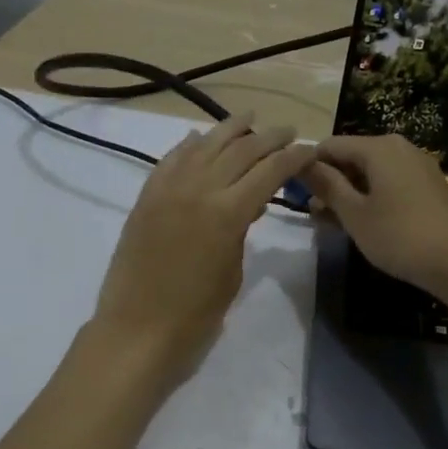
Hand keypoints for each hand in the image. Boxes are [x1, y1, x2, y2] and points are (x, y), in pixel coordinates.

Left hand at [92, 113, 312, 381]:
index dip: (293, 157)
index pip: (269, 171)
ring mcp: (167, 190)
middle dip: (268, 138)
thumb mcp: (232, 272)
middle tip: (288, 131)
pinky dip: (188, 146)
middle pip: (240, 151)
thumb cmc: (195, 315)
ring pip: (203, 146)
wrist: (137, 329)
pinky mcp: (145, 198)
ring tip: (248, 119)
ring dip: (229, 130)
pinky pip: (169, 161)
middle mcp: (198, 189)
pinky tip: (199, 138)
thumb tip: (247, 207)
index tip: (310, 148)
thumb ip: (241, 231)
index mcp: (228, 212)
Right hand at [304, 134, 447, 294]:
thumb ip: (327, 185)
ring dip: (348, 193)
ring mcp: (416, 166)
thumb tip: (302, 163)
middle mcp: (399, 147)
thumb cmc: (399, 236)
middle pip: (351, 157)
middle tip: (312, 213)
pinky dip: (371, 197)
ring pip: (370, 172)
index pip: (330, 145)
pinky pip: (389, 182)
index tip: (293, 191)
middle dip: (329, 181)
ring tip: (331, 222)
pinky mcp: (427, 185)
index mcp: (378, 147)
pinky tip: (362, 222)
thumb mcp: (354, 213)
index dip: (308, 165)